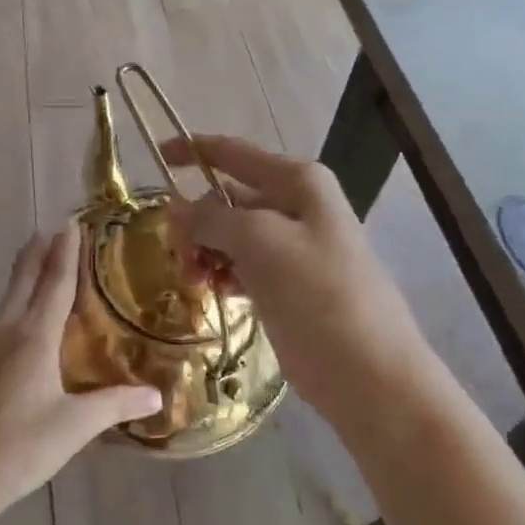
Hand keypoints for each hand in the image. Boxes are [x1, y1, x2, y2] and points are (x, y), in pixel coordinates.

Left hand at [0, 224, 161, 518]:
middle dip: (39, 253)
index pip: (54, 284)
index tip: (71, 225)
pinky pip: (3, 317)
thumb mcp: (75, 426)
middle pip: (24, 280)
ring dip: (25, 274)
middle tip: (53, 229)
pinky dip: (17, 300)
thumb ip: (115, 404)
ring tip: (39, 259)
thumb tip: (156, 395)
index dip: (66, 254)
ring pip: (9, 298)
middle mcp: (8, 332)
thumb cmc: (19, 446)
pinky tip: (23, 315)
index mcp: (33, 338)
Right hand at [163, 135, 431, 427]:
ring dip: (206, 250)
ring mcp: (295, 247)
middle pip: (229, 197)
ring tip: (194, 279)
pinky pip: (244, 265)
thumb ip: (212, 219)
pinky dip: (223, 272)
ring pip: (232, 235)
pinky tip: (214, 291)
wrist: (370, 374)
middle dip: (196, 218)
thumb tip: (175, 208)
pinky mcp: (290, 284)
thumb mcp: (261, 244)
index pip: (233, 153)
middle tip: (177, 254)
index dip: (192, 150)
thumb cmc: (319, 296)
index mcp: (298, 182)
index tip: (154, 158)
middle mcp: (297, 206)